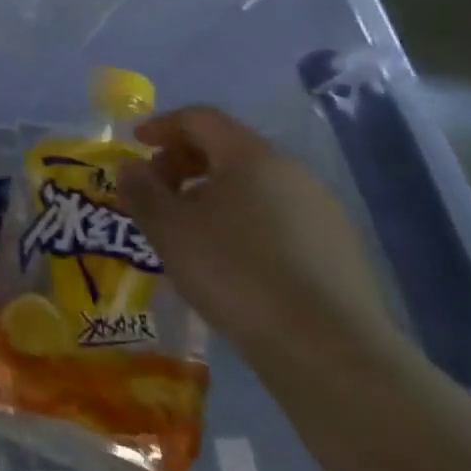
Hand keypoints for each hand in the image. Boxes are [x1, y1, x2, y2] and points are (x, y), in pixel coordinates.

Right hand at [115, 107, 398, 368]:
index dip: (162, 126)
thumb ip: (141, 190)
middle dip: (184, 162)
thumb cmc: (235, 272)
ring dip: (213, 195)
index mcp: (252, 156)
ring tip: (188, 230)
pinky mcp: (340, 253)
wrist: (329, 351)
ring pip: (255, 187)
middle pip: (229, 149)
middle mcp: (293, 173)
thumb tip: (130, 168)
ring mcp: (323, 213)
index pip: (200, 119)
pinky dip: (243, 223)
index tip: (135, 144)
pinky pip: (278, 219)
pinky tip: (229, 261)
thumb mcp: (167, 228)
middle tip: (155, 190)